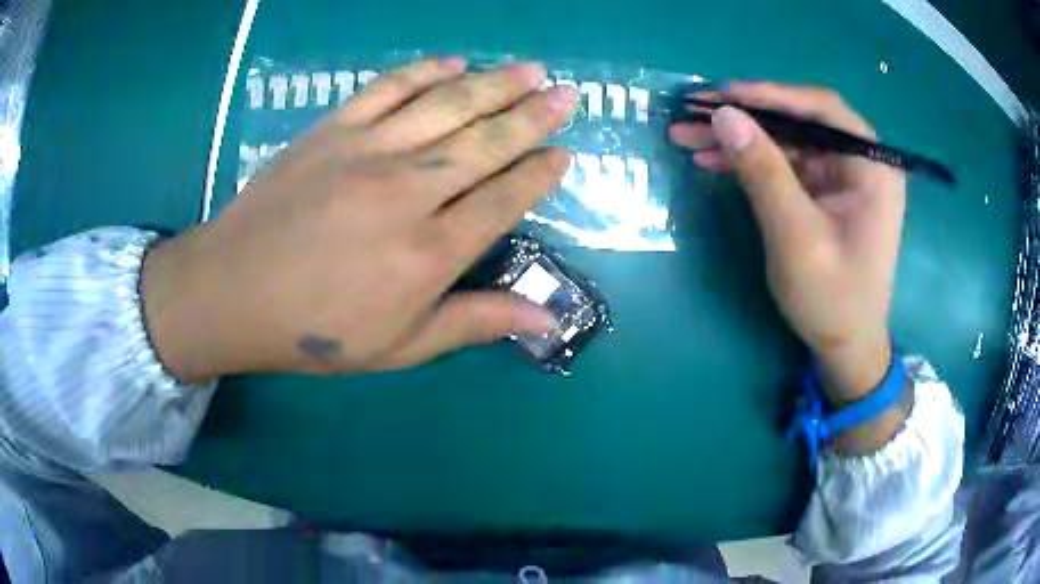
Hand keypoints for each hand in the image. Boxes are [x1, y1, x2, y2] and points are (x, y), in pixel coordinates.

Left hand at [142, 58, 577, 380]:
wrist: (233, 293)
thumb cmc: (316, 330)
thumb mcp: (400, 346)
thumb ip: (475, 322)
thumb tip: (547, 317)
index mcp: (430, 252)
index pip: (505, 199)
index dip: (540, 174)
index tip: (565, 153)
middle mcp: (409, 191)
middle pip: (486, 142)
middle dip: (535, 115)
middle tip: (568, 94)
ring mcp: (367, 151)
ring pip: (447, 105)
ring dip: (496, 83)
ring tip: (532, 69)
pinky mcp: (332, 130)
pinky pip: (388, 89)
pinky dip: (425, 71)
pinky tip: (454, 62)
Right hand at [670, 83, 907, 450]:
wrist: (846, 348)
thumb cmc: (833, 299)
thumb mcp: (796, 236)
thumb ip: (764, 172)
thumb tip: (724, 115)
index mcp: (871, 166)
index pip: (821, 109)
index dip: (769, 94)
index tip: (721, 94)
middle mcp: (859, 162)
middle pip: (799, 121)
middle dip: (745, 117)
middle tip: (693, 112)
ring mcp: (841, 178)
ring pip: (787, 141)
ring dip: (740, 138)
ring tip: (689, 137)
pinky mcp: (825, 194)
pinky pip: (785, 165)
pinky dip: (750, 162)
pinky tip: (714, 161)